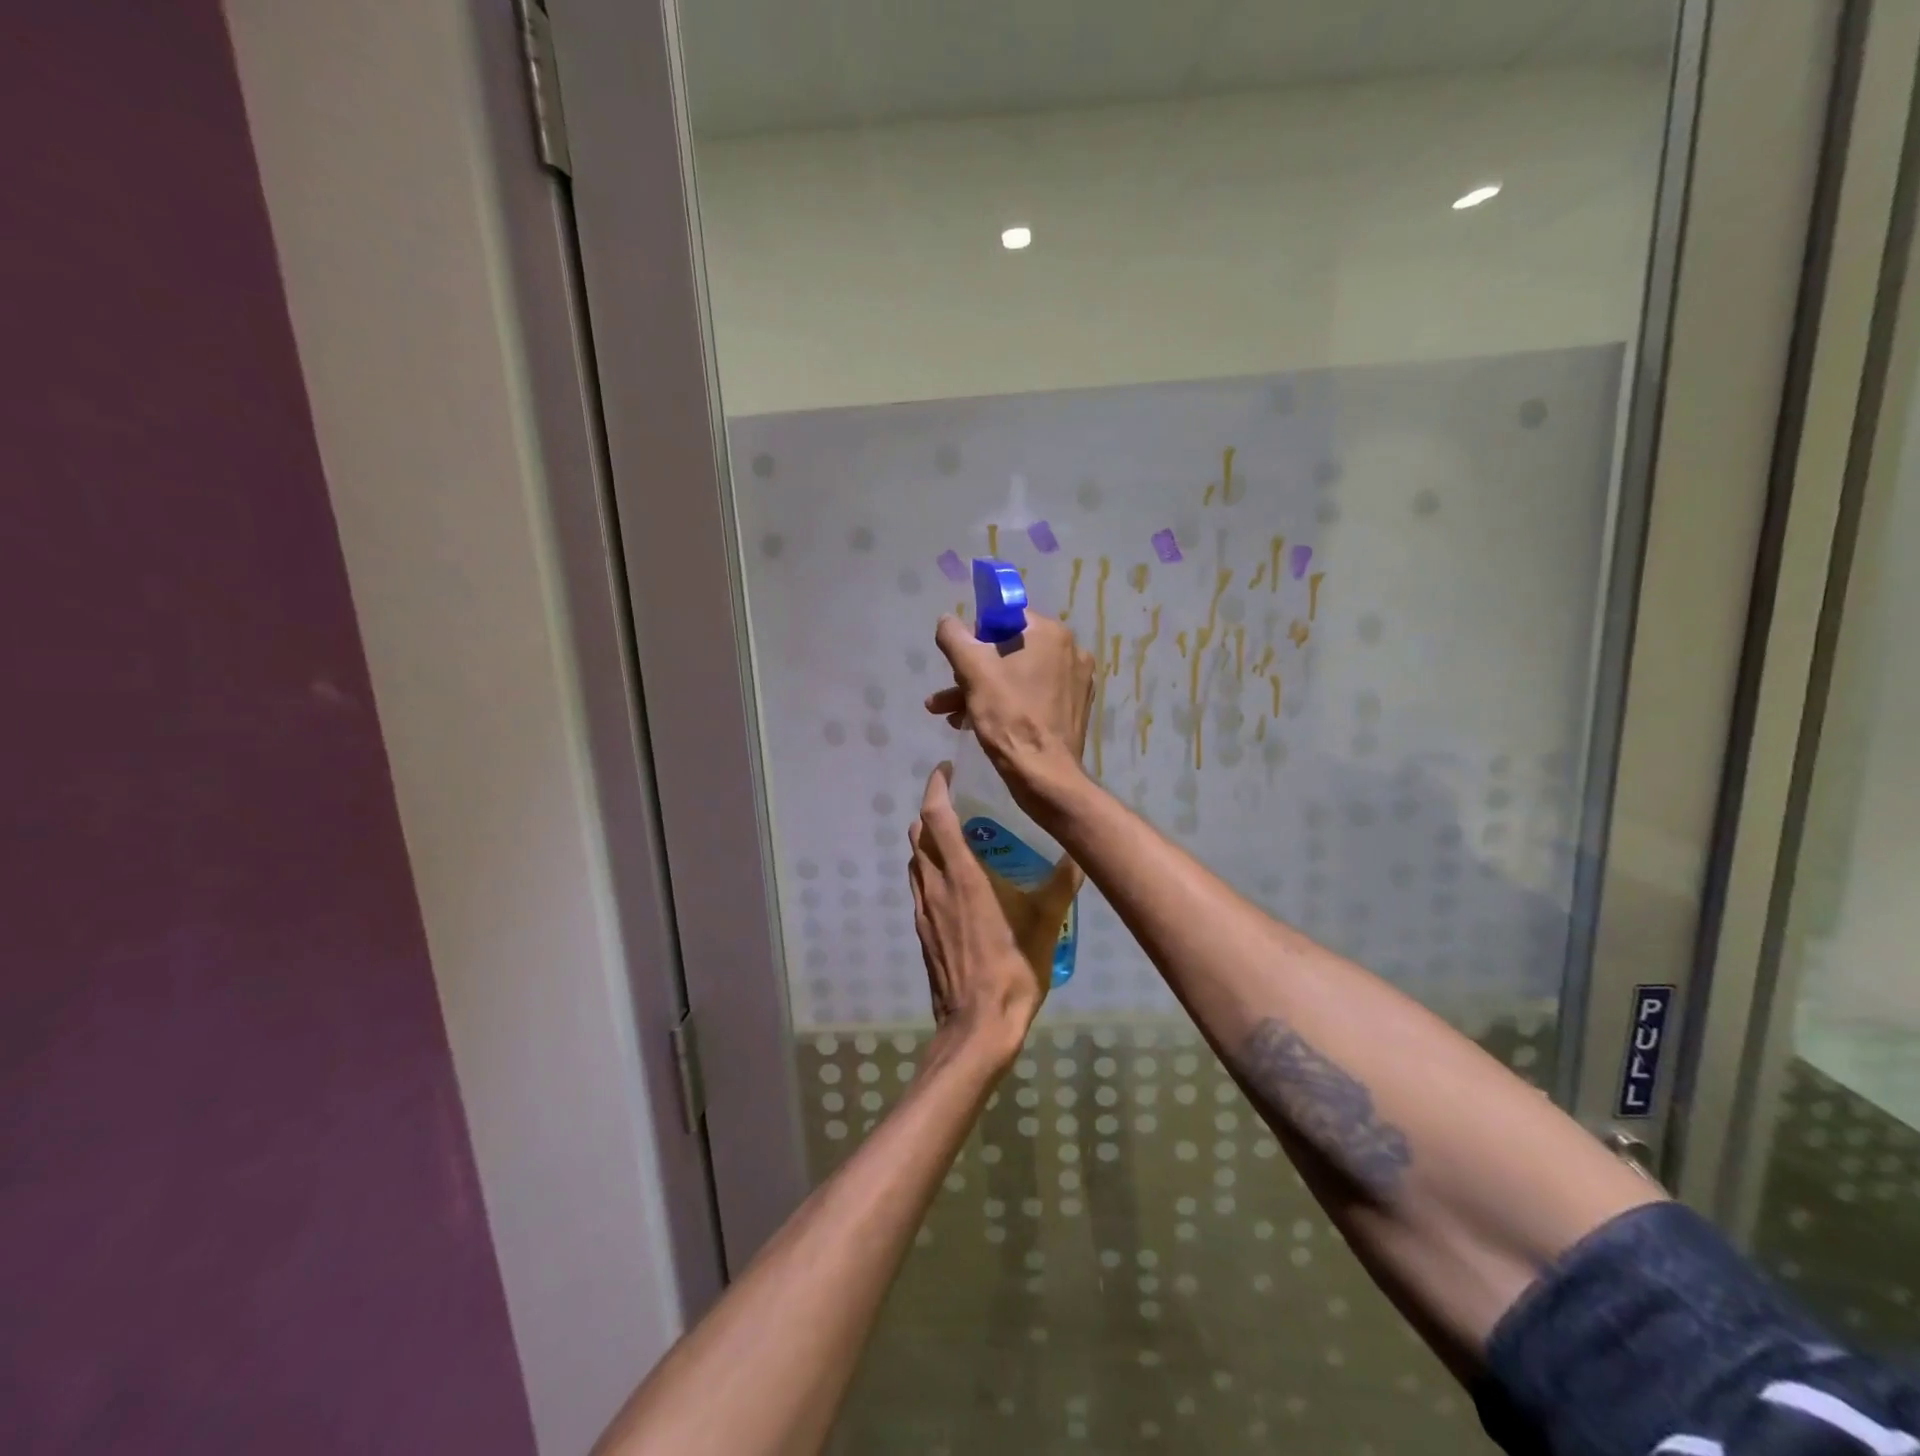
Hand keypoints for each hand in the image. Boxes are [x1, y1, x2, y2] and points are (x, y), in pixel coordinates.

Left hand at [908, 764, 1081, 1061]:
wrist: (976, 1025)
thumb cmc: (1011, 970)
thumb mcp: (1045, 924)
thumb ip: (1062, 885)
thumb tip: (1081, 854)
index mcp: (961, 875)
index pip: (936, 817)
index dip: (936, 787)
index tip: (946, 769)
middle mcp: (935, 885)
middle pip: (918, 833)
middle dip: (931, 810)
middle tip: (958, 801)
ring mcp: (923, 909)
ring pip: (914, 860)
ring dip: (926, 840)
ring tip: (956, 836)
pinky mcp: (921, 930)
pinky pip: (918, 886)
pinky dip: (928, 869)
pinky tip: (954, 881)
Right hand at [925, 611, 1096, 808]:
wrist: (1044, 776)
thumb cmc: (1010, 718)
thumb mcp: (973, 672)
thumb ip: (955, 638)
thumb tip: (947, 619)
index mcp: (1051, 634)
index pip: (1005, 618)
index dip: (976, 638)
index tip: (960, 663)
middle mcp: (1070, 651)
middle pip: (1009, 650)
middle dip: (972, 672)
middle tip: (946, 696)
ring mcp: (1075, 681)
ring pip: (1017, 676)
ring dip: (981, 692)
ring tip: (950, 715)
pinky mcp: (1072, 708)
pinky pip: (1032, 696)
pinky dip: (1005, 704)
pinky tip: (976, 724)